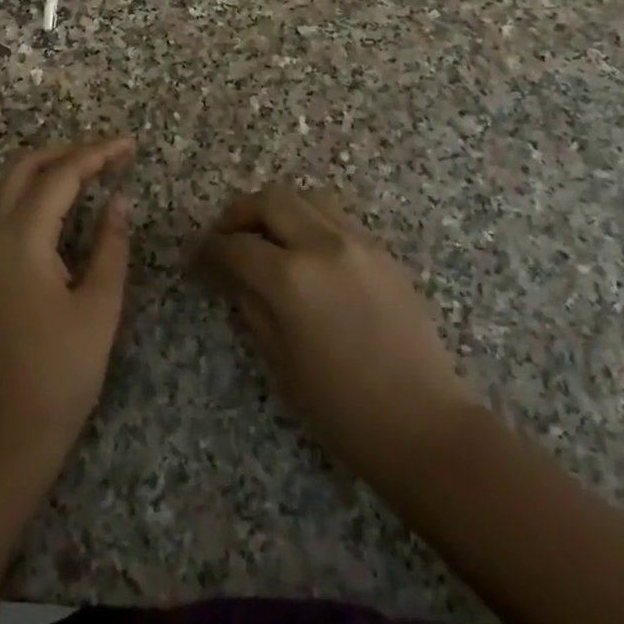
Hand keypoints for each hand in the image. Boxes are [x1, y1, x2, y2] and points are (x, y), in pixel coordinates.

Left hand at [0, 137, 132, 465]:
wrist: (4, 433)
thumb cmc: (61, 373)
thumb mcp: (99, 307)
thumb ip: (110, 246)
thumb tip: (119, 200)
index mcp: (22, 239)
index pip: (60, 176)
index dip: (95, 155)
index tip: (126, 146)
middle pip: (22, 169)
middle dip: (63, 152)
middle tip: (103, 155)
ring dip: (36, 168)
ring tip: (77, 171)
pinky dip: (16, 190)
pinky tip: (42, 206)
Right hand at [200, 185, 476, 496]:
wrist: (423, 425)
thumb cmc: (341, 407)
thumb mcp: (279, 360)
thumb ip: (251, 305)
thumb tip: (235, 274)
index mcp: (290, 278)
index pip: (236, 245)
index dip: (211, 248)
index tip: (200, 256)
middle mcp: (323, 245)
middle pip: (271, 199)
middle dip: (240, 212)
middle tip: (228, 235)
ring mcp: (359, 243)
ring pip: (308, 198)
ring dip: (280, 209)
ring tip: (269, 237)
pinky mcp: (383, 253)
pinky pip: (337, 220)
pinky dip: (312, 223)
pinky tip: (308, 255)